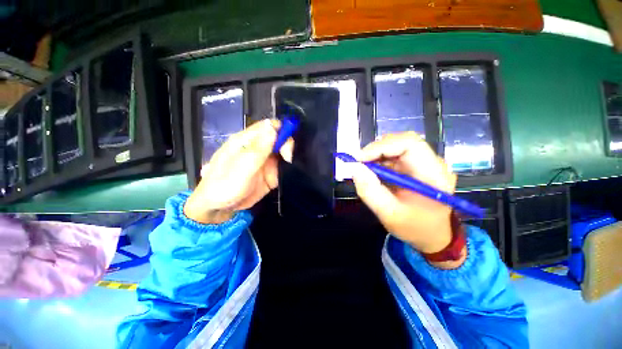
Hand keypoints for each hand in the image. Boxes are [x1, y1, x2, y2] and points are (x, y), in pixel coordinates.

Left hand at [184, 119, 286, 223]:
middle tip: (287, 159)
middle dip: (286, 145)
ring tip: (287, 167)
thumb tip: (272, 127)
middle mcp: (257, 148)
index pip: (268, 126)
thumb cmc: (224, 186)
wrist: (220, 208)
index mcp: (246, 141)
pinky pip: (282, 166)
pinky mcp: (269, 173)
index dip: (281, 130)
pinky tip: (286, 173)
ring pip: (283, 152)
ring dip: (288, 157)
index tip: (286, 145)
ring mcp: (264, 161)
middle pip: (279, 137)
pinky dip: (287, 168)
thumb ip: (258, 149)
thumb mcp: (242, 168)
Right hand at [351, 132, 457, 254]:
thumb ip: (370, 191)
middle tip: (358, 163)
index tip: (359, 159)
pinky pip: (394, 155)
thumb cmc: (414, 228)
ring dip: (376, 155)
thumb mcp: (389, 214)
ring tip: (363, 169)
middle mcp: (433, 163)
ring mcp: (424, 163)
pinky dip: (378, 160)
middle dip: (376, 150)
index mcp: (434, 175)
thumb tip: (354, 168)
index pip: (410, 144)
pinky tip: (372, 171)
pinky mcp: (415, 166)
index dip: (382, 146)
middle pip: (402, 141)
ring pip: (396, 146)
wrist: (432, 235)